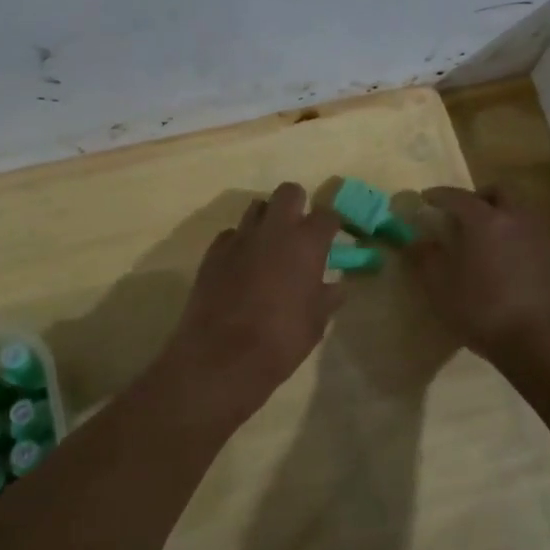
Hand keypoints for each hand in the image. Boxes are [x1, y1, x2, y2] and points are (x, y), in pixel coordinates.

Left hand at [156, 183, 341, 420]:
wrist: (222, 356)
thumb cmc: (281, 340)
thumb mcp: (316, 323)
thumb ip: (327, 297)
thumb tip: (336, 286)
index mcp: (306, 243)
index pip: (327, 215)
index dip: (331, 225)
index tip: (332, 237)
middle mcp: (274, 230)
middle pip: (288, 192)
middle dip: (297, 204)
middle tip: (299, 231)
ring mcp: (240, 238)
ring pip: (256, 207)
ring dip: (267, 219)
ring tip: (270, 245)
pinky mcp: (213, 251)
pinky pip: (231, 234)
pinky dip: (240, 243)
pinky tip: (242, 265)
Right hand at [406, 186, 549, 362]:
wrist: (546, 343)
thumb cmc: (484, 310)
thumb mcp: (441, 288)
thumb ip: (426, 259)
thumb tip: (416, 241)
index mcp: (485, 220)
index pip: (458, 196)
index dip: (439, 195)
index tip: (426, 199)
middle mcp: (517, 219)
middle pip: (499, 192)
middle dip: (479, 197)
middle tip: (463, 214)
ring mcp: (544, 239)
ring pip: (521, 213)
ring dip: (503, 217)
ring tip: (486, 241)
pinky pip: (534, 238)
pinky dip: (518, 241)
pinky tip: (509, 266)